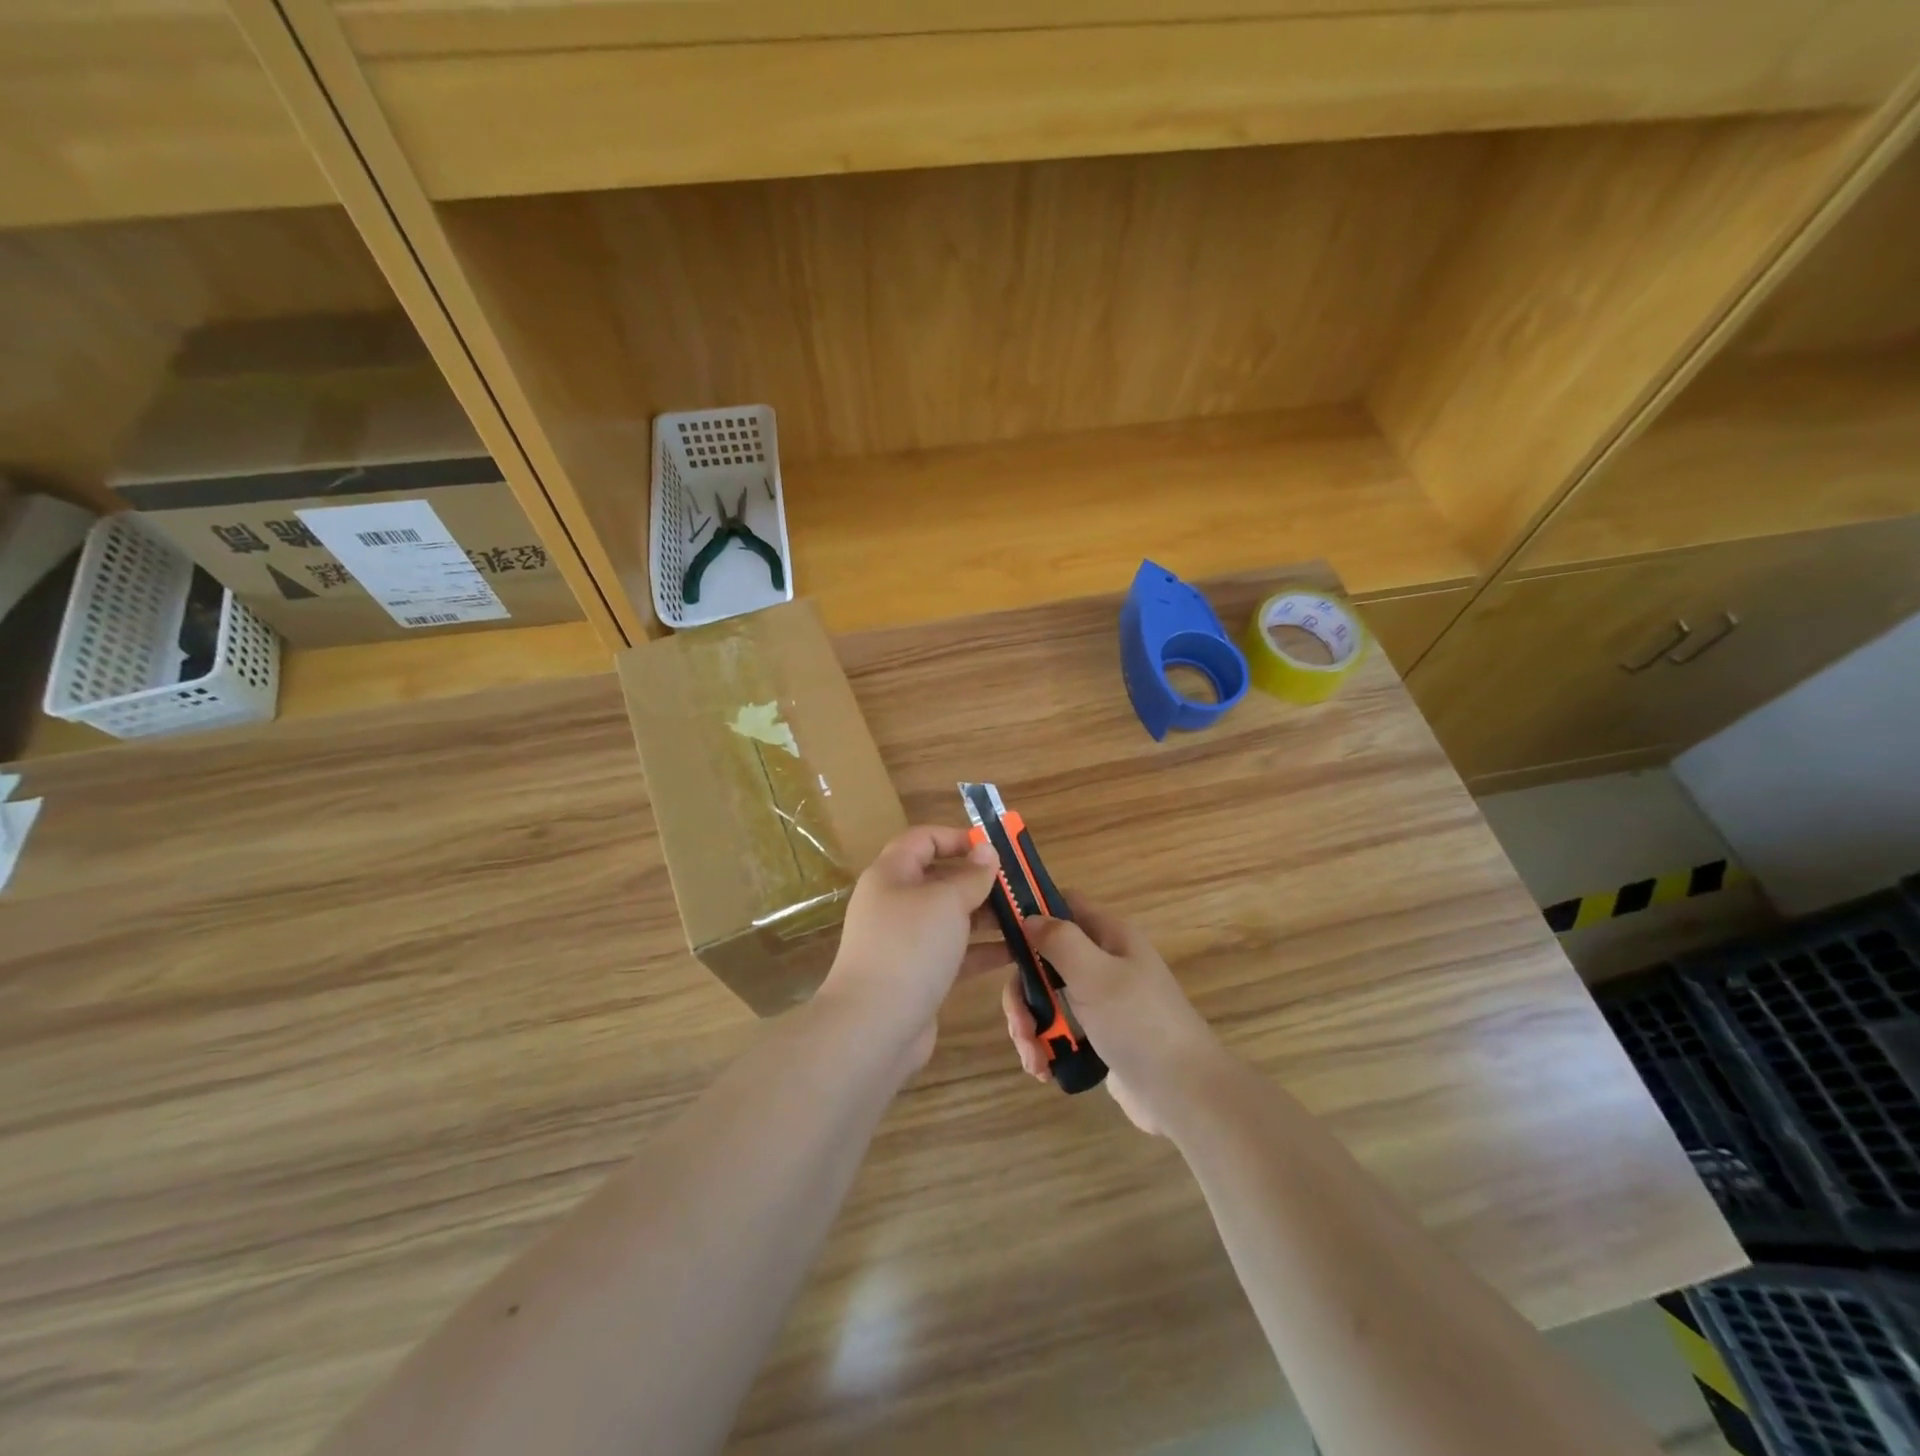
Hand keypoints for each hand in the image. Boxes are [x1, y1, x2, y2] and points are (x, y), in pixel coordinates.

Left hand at [821, 825, 1008, 1070]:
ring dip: (988, 917)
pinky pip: (955, 952)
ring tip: (1028, 919)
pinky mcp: (919, 975)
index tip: (994, 849)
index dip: (957, 838)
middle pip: (940, 879)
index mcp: (892, 874)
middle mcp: (896, 903)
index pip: (923, 839)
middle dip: (980, 881)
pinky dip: (982, 950)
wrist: (874, 1026)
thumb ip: (972, 876)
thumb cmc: (910, 947)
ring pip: (952, 918)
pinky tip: (1017, 952)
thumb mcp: (946, 901)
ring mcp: (906, 942)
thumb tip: (987, 852)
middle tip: (1020, 887)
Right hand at [1001, 898, 1223, 1133]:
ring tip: (1034, 1059)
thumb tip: (1029, 916)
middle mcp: (1105, 962)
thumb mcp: (1096, 974)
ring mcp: (1102, 1002)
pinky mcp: (1099, 1037)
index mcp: (1110, 936)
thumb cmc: (1139, 1024)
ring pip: (1047, 998)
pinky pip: (1059, 1030)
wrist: (1184, 1095)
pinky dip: (1045, 1046)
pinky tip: (1043, 1070)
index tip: (999, 936)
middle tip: (1020, 1024)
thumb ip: (1060, 940)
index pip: (1064, 904)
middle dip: (1023, 991)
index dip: (1032, 911)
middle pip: (1045, 959)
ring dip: (1030, 1026)